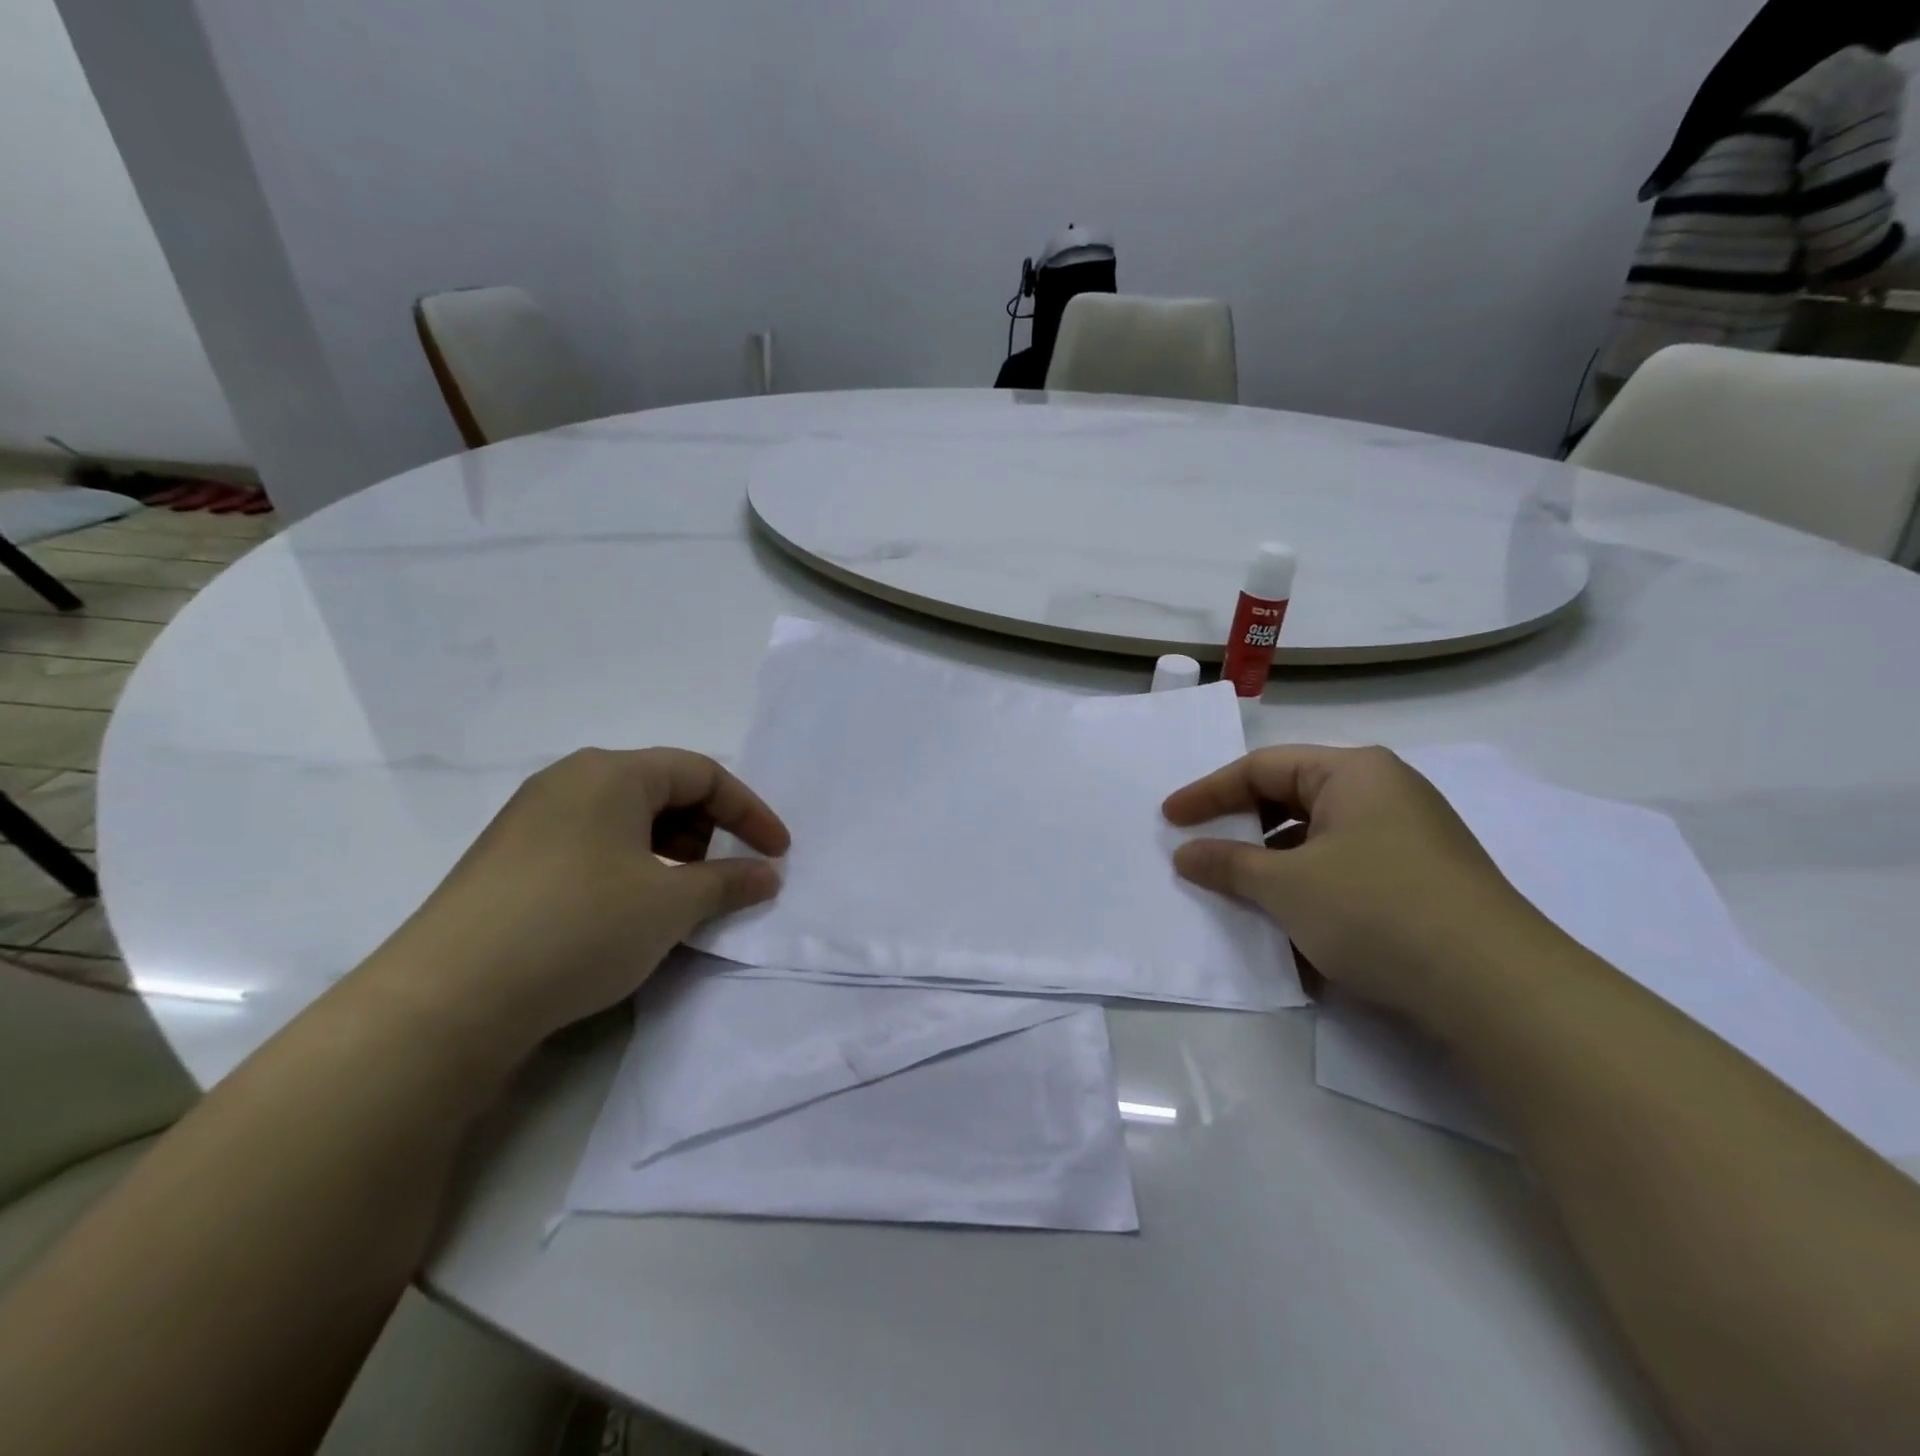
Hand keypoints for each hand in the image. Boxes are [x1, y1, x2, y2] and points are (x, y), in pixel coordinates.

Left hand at [362, 748, 787, 1057]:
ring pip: (625, 818)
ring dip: (668, 850)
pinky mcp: (509, 858)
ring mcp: (532, 818)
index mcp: (612, 773)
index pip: (702, 773)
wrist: (446, 999)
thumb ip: (729, 881)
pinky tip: (624, 912)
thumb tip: (767, 874)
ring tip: (673, 899)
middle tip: (718, 878)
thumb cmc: (579, 927)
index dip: (749, 812)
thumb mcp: (670, 904)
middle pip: (663, 788)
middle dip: (706, 829)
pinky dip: (628, 865)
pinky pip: (590, 843)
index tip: (778, 854)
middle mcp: (569, 780)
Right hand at [1163, 745, 1551, 1024]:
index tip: (1168, 821)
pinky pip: (1348, 869)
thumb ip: (1228, 864)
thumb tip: (1184, 853)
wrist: (1497, 987)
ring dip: (1274, 864)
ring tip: (1243, 895)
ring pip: (1319, 839)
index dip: (1208, 793)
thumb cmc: (1376, 909)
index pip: (1261, 767)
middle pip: (1291, 798)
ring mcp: (1410, 837)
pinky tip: (1296, 927)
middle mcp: (1385, 792)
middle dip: (1243, 828)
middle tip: (1202, 853)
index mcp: (1353, 772)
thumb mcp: (1286, 886)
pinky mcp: (1424, 880)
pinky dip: (1312, 888)